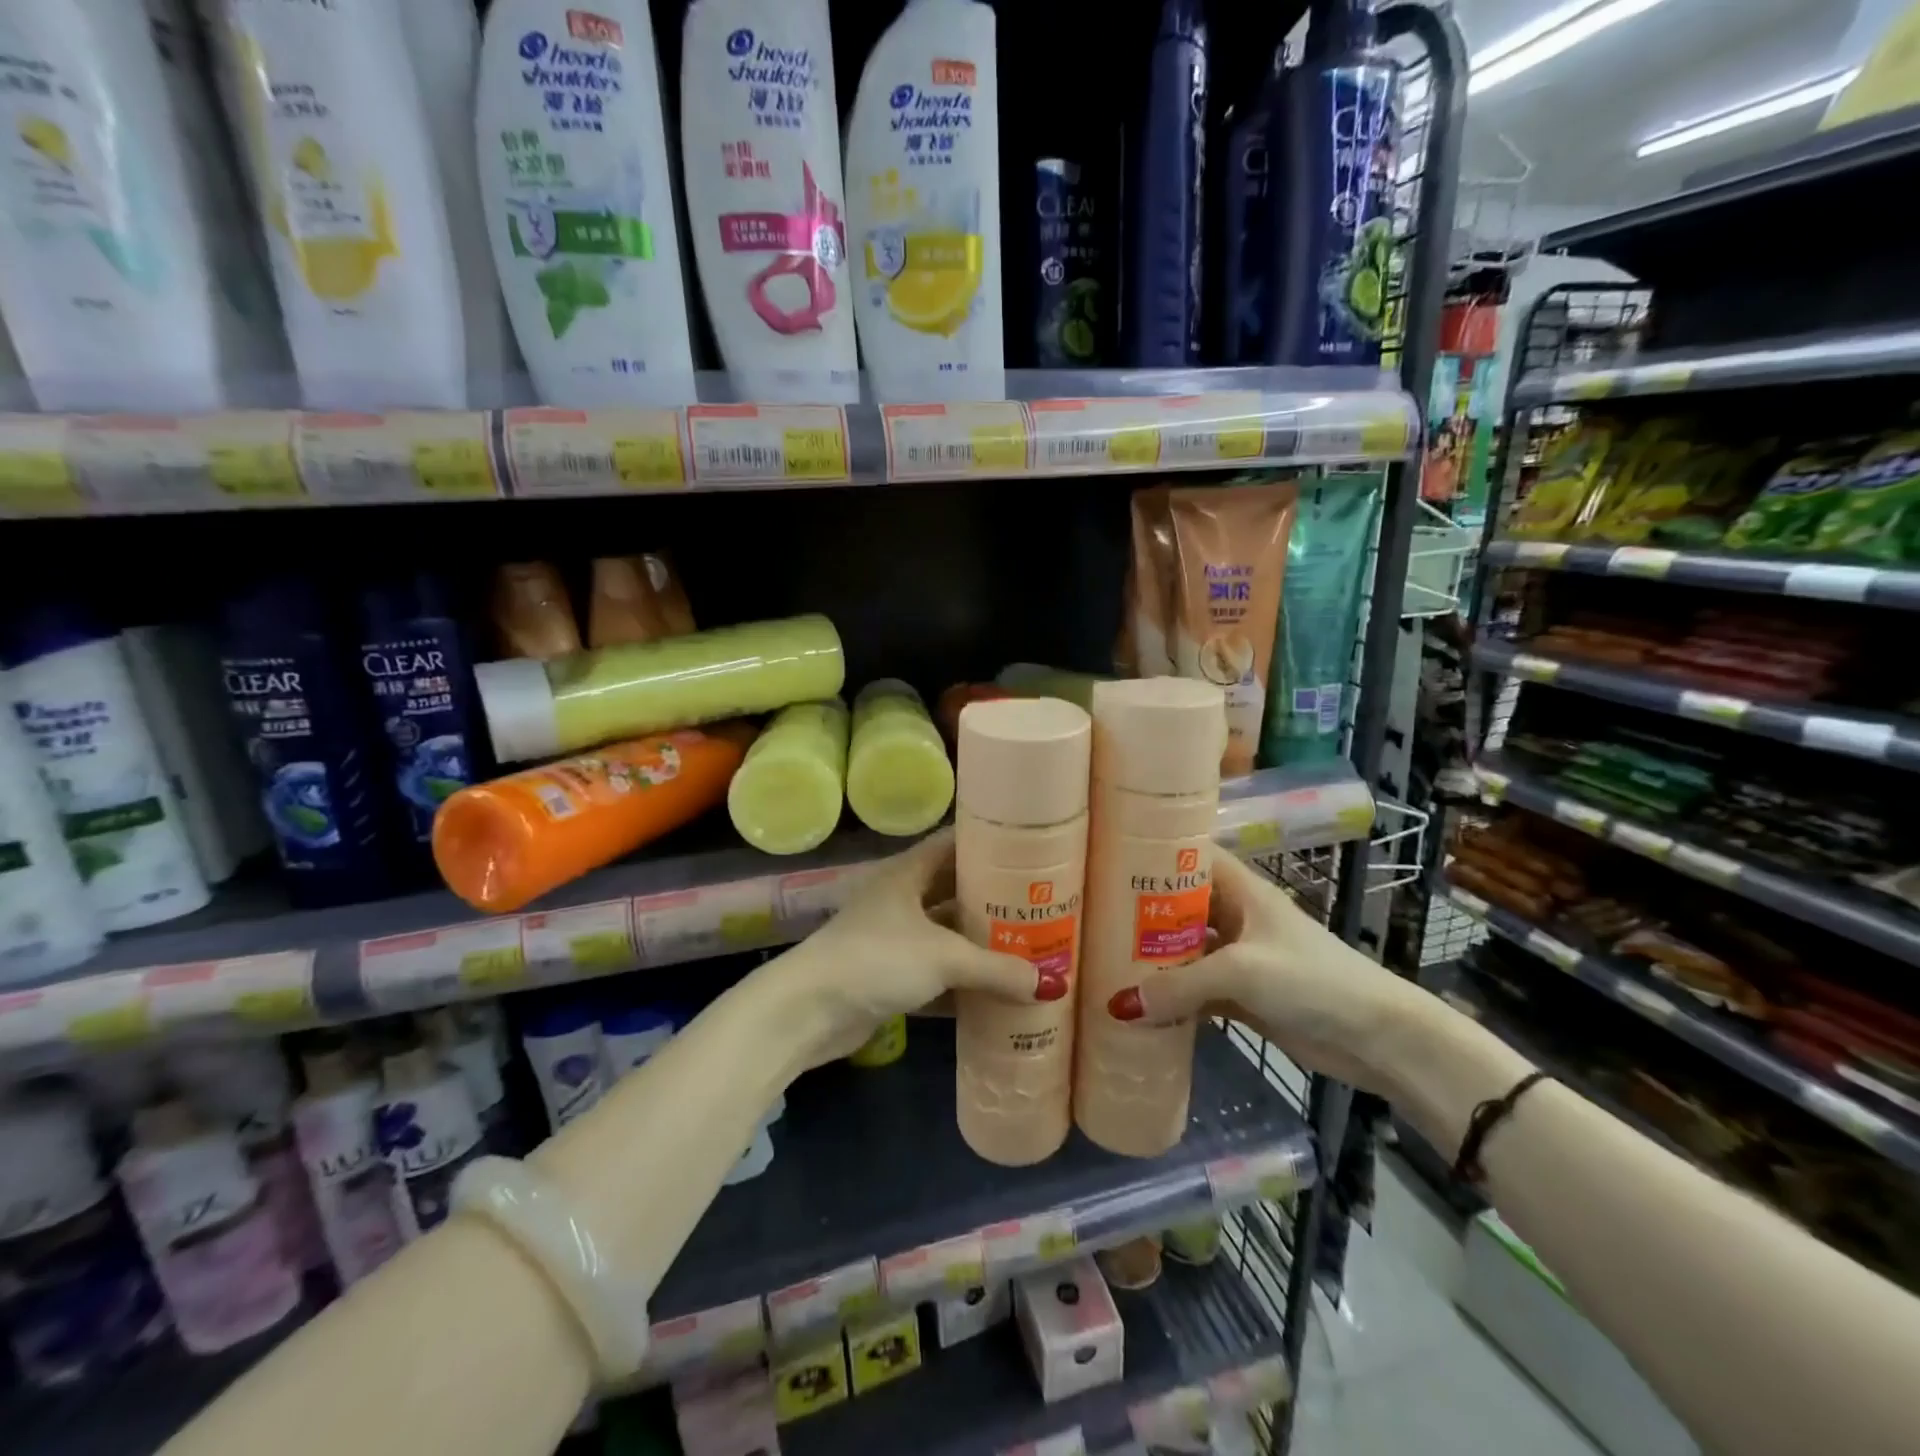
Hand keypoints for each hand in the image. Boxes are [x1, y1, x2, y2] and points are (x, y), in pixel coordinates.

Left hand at [780, 829, 1042, 1065]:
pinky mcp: (887, 977)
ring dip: (978, 944)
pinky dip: (960, 983)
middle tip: (1038, 905)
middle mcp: (900, 899)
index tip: (1028, 851)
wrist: (808, 1010)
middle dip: (991, 900)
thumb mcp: (943, 957)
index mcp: (908, 874)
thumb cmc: (876, 960)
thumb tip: (1052, 983)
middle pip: (953, 891)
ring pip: (945, 935)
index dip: (987, 844)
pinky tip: (994, 994)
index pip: (952, 844)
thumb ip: (997, 969)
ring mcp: (892, 939)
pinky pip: (934, 973)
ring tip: (1027, 947)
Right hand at [1104, 851, 1422, 1095]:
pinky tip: (1135, 1006)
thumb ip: (1180, 986)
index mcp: (1241, 891)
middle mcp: (1235, 917)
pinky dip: (1169, 998)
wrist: (1377, 1038)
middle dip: (1139, 912)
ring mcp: (1238, 958)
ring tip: (1099, 959)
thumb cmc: (1312, 980)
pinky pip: (1194, 991)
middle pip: (1179, 906)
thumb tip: (1117, 1005)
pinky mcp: (1241, 996)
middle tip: (1088, 917)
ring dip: (1151, 958)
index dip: (1151, 853)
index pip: (1189, 856)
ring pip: (1183, 950)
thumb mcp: (1242, 972)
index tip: (1104, 857)